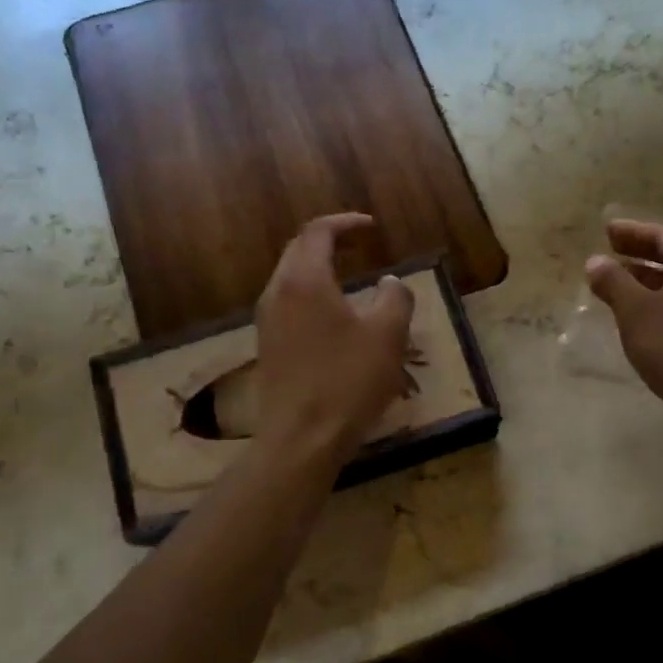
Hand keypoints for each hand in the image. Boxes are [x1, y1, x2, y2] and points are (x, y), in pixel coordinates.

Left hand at [254, 213, 414, 466]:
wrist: (301, 439)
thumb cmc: (347, 382)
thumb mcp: (387, 336)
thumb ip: (395, 299)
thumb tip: (391, 283)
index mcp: (304, 280)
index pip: (317, 232)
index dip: (346, 223)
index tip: (372, 228)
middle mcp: (277, 293)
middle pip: (298, 250)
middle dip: (329, 241)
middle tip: (359, 245)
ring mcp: (267, 322)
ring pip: (290, 278)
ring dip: (318, 268)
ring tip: (349, 277)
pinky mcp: (268, 347)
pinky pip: (287, 303)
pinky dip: (310, 294)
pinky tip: (332, 316)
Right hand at [585, 219, 662, 424]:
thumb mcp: (637, 311)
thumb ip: (614, 282)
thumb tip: (595, 261)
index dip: (633, 231)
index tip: (607, 230)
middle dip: (639, 255)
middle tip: (609, 252)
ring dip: (646, 281)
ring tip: (616, 286)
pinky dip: (656, 304)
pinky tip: (638, 319)